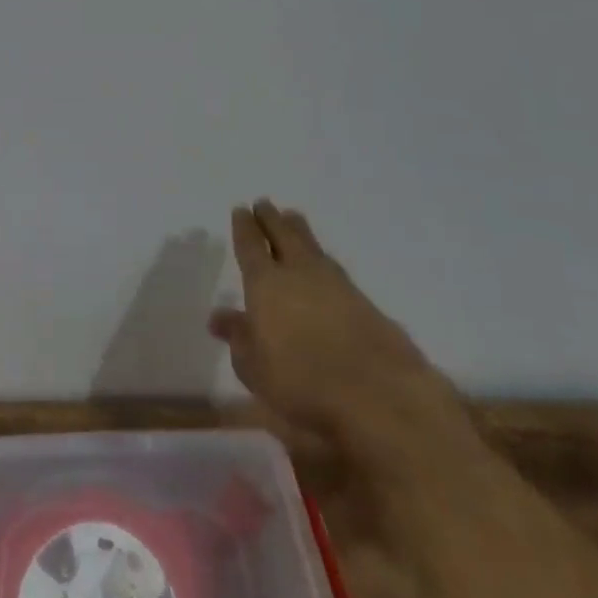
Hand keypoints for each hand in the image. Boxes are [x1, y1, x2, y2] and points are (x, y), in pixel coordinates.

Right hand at [208, 200, 473, 479]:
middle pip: (282, 234)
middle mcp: (298, 272)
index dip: (244, 226)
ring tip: (292, 217)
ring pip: (310, 244)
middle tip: (264, 203)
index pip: (250, 245)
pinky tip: (322, 261)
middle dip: (271, 218)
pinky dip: (321, 256)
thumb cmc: (303, 382)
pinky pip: (333, 265)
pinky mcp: (363, 299)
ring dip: (298, 229)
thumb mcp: (256, 368)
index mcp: (265, 282)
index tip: (241, 209)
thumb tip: (218, 317)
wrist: (379, 393)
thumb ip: (238, 338)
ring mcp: (334, 282)